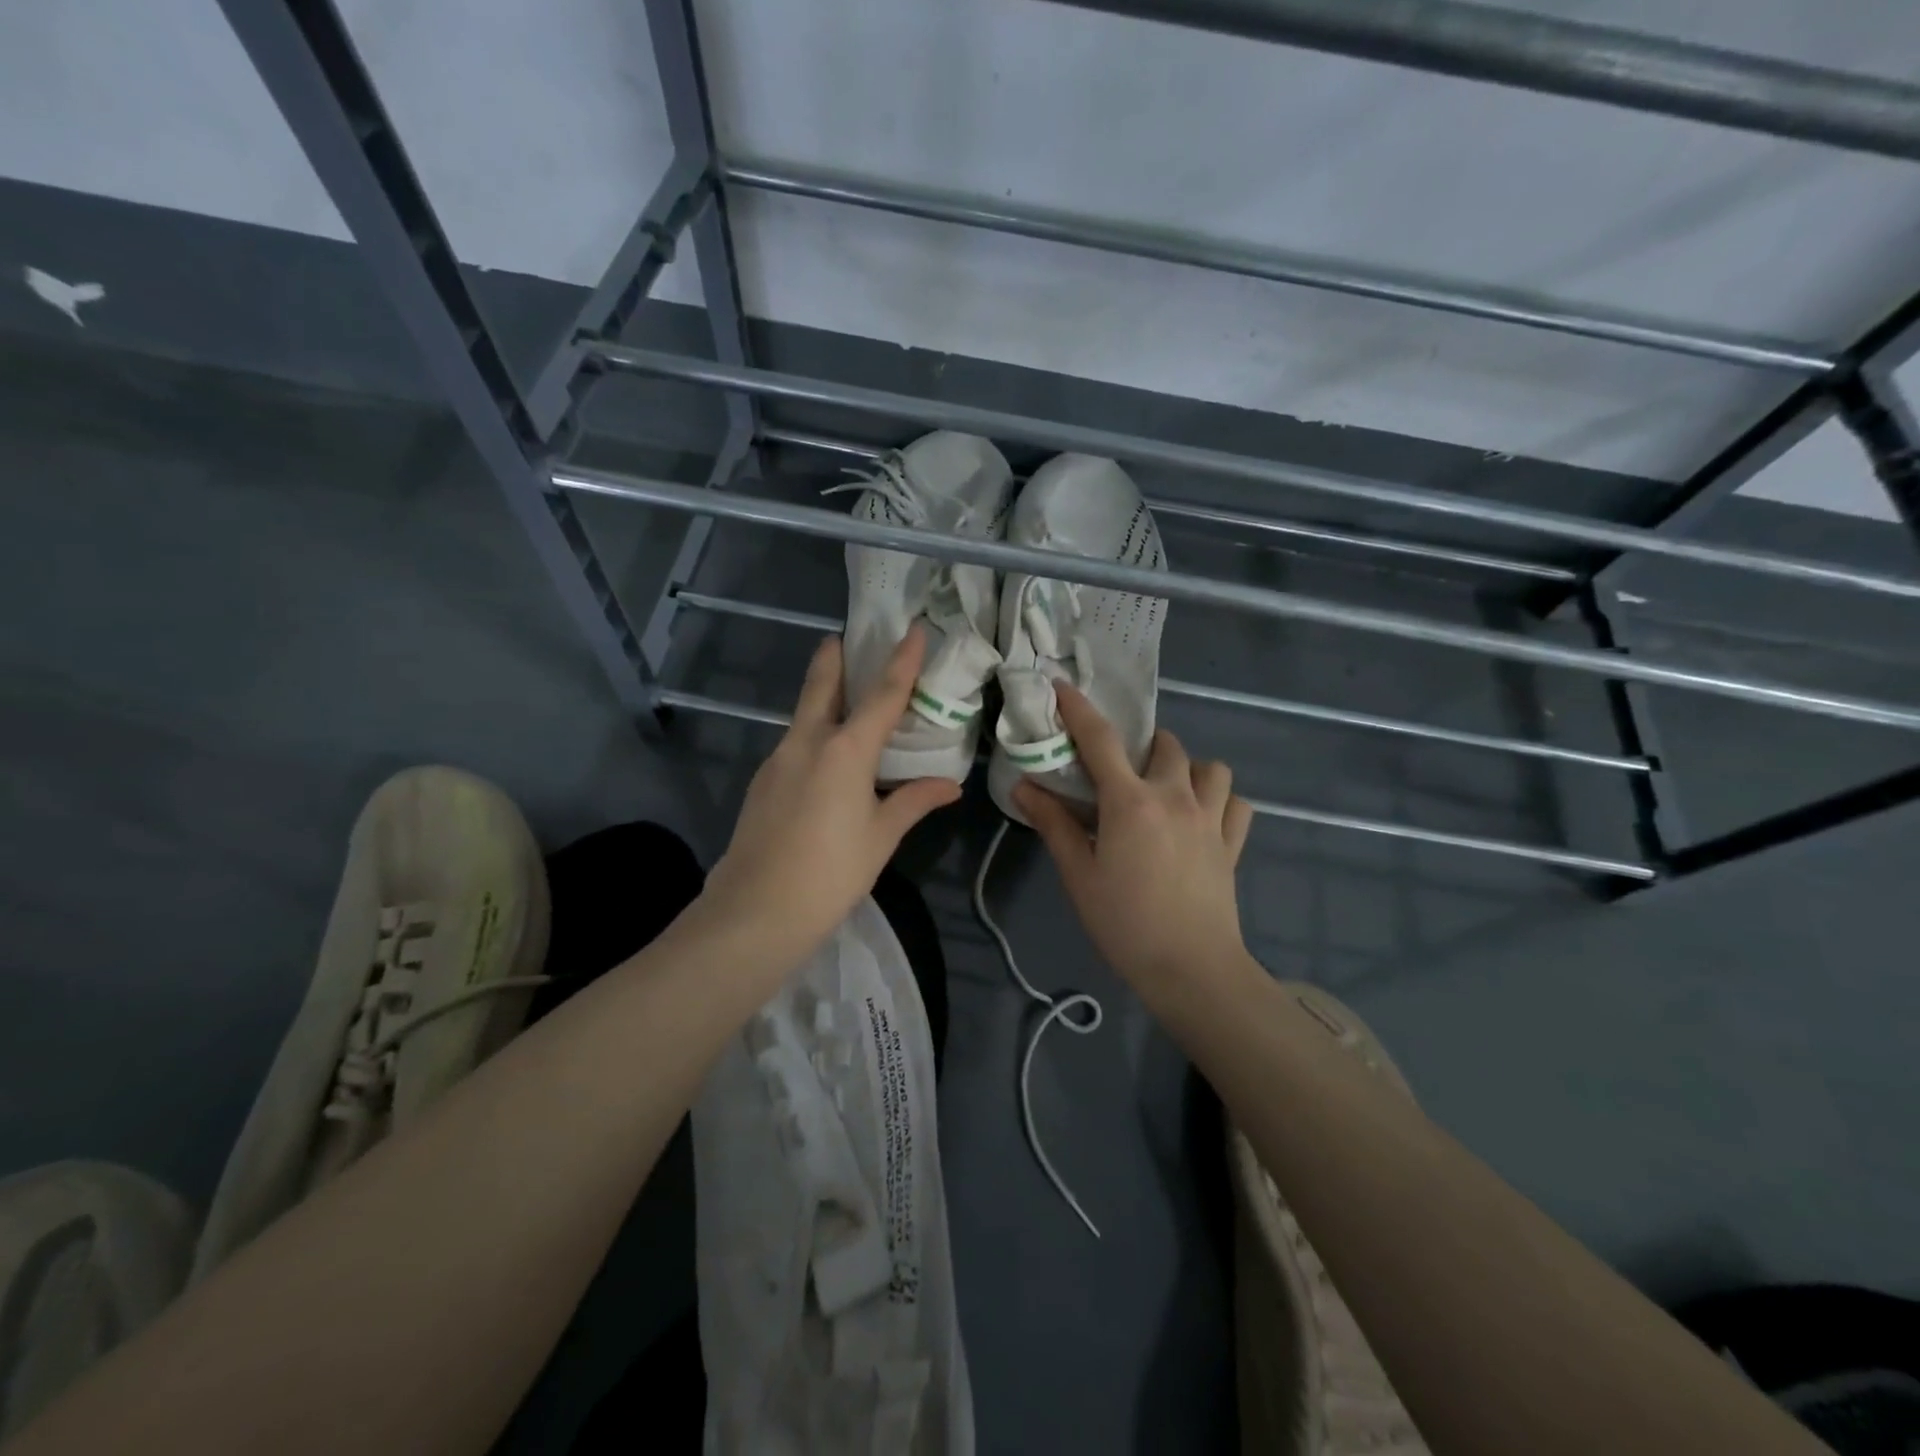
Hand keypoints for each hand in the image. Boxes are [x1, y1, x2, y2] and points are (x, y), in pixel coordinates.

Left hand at [699, 624, 960, 968]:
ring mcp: (777, 760)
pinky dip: (813, 735)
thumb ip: (914, 802)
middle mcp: (807, 742)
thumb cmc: (831, 873)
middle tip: (847, 639)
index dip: (901, 660)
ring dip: (823, 698)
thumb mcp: (881, 837)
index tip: (912, 628)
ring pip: (803, 715)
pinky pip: (794, 744)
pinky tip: (825, 759)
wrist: (755, 911)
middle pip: (822, 685)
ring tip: (846, 701)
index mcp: (845, 750)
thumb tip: (950, 785)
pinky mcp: (762, 782)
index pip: (882, 694)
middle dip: (835, 657)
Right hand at [1014, 684, 1254, 996]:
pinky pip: (1237, 803)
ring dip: (1188, 768)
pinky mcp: (1233, 843)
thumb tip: (1023, 786)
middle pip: (1165, 745)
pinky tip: (1203, 818)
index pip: (1101, 740)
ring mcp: (1212, 818)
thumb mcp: (1078, 875)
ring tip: (1168, 790)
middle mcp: (1175, 796)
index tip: (1062, 688)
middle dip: (1142, 746)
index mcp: (1131, 801)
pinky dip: (1221, 800)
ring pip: (1211, 767)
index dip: (1078, 709)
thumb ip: (1053, 824)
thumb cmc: (1125, 923)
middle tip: (1122, 772)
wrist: (1192, 970)